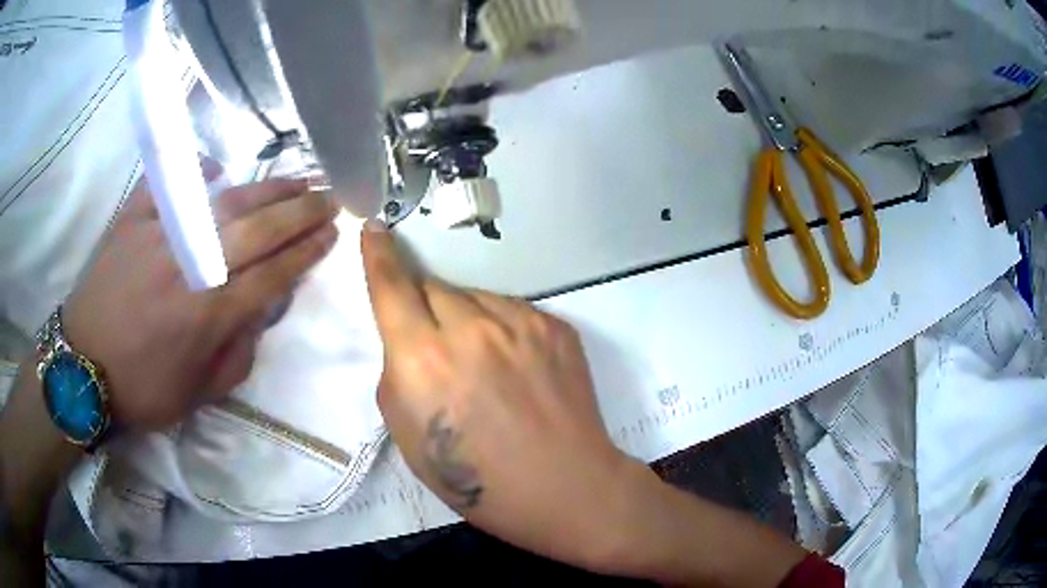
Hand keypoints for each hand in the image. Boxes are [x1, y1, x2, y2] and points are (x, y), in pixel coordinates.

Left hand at [62, 177, 337, 430]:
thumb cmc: (142, 388)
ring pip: (225, 201)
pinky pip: (171, 183)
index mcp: (210, 315)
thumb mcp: (199, 395)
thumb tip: (258, 314)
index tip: (332, 234)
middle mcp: (192, 267)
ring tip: (296, 179)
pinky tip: (215, 167)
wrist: (82, 365)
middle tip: (329, 197)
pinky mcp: (134, 218)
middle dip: (301, 211)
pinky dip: (195, 170)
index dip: (306, 253)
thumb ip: (237, 356)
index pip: (273, 274)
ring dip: (267, 189)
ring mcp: (162, 235)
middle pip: (259, 230)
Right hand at [361, 221, 653, 571]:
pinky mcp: (555, 326)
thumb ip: (397, 375)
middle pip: (433, 287)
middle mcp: (471, 328)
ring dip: (465, 318)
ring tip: (483, 365)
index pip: (392, 287)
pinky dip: (501, 329)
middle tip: (435, 344)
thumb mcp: (408, 438)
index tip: (375, 230)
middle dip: (424, 307)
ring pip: (474, 297)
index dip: (378, 256)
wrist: (567, 487)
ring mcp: (521, 322)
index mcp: (423, 359)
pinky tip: (516, 369)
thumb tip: (406, 342)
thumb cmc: (479, 481)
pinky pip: (512, 311)